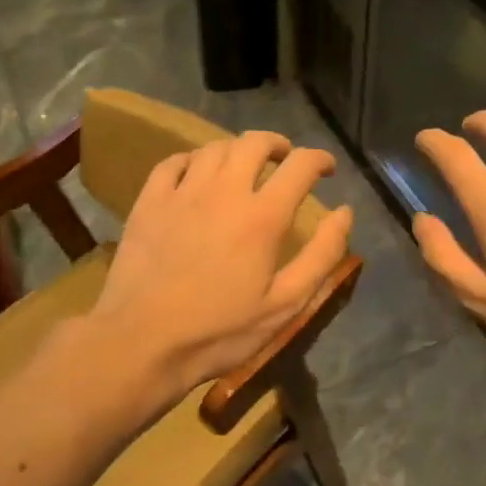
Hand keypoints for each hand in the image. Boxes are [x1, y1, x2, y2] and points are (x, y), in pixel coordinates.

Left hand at [88, 130, 352, 402]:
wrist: (141, 342)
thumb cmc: (220, 331)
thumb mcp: (285, 305)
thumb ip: (321, 256)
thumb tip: (344, 213)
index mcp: (262, 216)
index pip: (300, 166)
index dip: (320, 159)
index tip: (327, 168)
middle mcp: (224, 191)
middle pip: (254, 144)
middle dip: (277, 144)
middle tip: (285, 159)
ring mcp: (182, 193)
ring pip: (215, 148)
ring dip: (237, 150)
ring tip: (243, 166)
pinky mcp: (149, 202)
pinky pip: (173, 162)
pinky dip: (194, 160)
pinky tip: (197, 174)